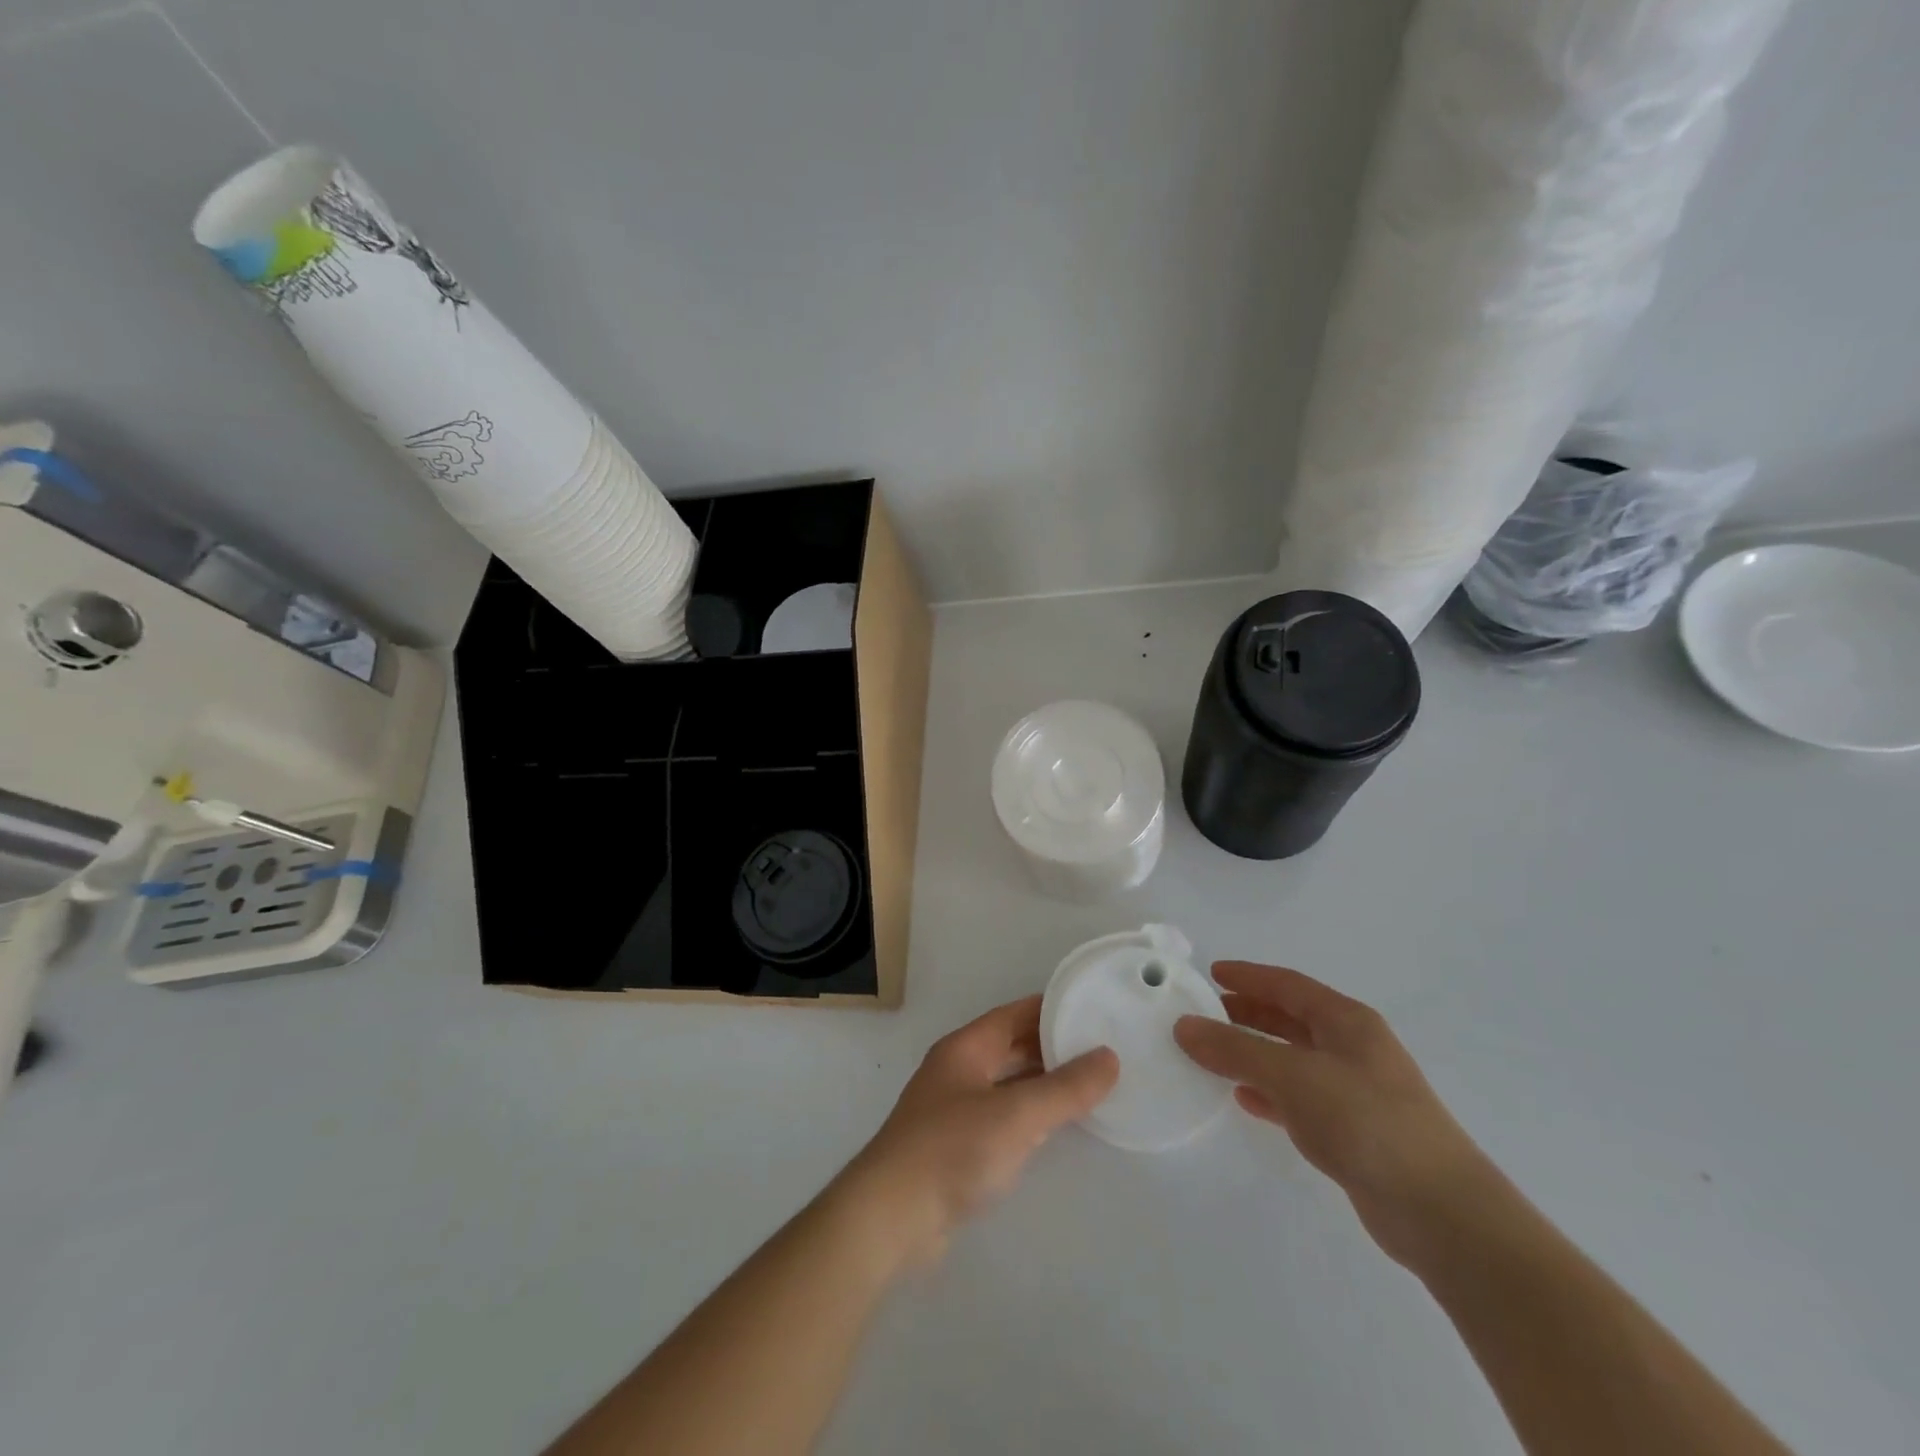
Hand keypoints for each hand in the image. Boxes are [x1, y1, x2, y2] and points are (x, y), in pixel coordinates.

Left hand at [837, 996, 1118, 1266]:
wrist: (891, 1218)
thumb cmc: (952, 1150)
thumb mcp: (1017, 1115)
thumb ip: (1065, 1088)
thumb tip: (1109, 1057)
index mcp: (965, 1048)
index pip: (1014, 1014)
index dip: (1051, 1010)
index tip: (1092, 1011)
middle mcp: (957, 1071)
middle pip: (1011, 1047)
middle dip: (1052, 1047)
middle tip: (1101, 1051)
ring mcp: (953, 1110)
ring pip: (1007, 1084)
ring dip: (1042, 1083)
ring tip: (1089, 1087)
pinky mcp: (955, 1148)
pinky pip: (1001, 1118)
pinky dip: (1028, 1116)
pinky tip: (1054, 1130)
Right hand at [1174, 962, 1496, 1268]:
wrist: (1441, 1213)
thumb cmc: (1366, 1121)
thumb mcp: (1293, 1076)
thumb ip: (1236, 1050)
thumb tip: (1183, 1026)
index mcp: (1347, 1022)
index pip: (1288, 985)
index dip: (1248, 976)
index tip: (1210, 973)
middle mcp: (1352, 1049)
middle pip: (1290, 1019)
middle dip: (1247, 1013)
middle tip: (1204, 1013)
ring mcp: (1355, 1092)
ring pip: (1292, 1060)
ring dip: (1254, 1054)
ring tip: (1212, 1054)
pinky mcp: (1353, 1133)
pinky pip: (1299, 1099)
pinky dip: (1270, 1093)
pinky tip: (1244, 1100)